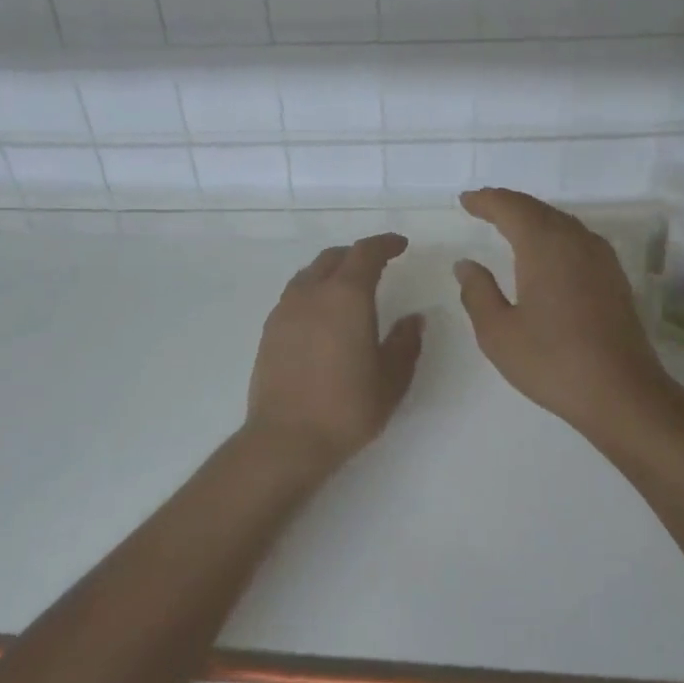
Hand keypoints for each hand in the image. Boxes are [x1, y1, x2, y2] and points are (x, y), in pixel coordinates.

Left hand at [246, 233, 424, 462]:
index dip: (385, 244)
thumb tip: (414, 318)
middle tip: (377, 265)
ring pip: (310, 274)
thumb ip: (405, 342)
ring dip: (331, 271)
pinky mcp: (269, 330)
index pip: (366, 253)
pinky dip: (313, 291)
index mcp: (346, 296)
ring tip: (347, 287)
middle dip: (357, 255)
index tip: (400, 245)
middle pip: (334, 257)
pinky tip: (321, 315)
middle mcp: (312, 293)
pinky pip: (294, 295)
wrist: (286, 438)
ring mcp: (285, 310)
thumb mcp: (391, 378)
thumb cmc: (347, 407)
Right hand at [453, 189, 671, 433]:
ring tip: (509, 224)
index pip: (511, 208)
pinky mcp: (613, 277)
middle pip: (538, 209)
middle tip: (483, 206)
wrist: (622, 393)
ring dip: (532, 217)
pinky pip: (576, 239)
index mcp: (544, 246)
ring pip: (561, 222)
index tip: (465, 201)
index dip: (486, 200)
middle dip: (508, 205)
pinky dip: (553, 234)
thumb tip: (465, 265)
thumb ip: (478, 292)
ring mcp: (600, 258)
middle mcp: (575, 241)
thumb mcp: (498, 332)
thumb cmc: (552, 361)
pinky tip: (546, 252)